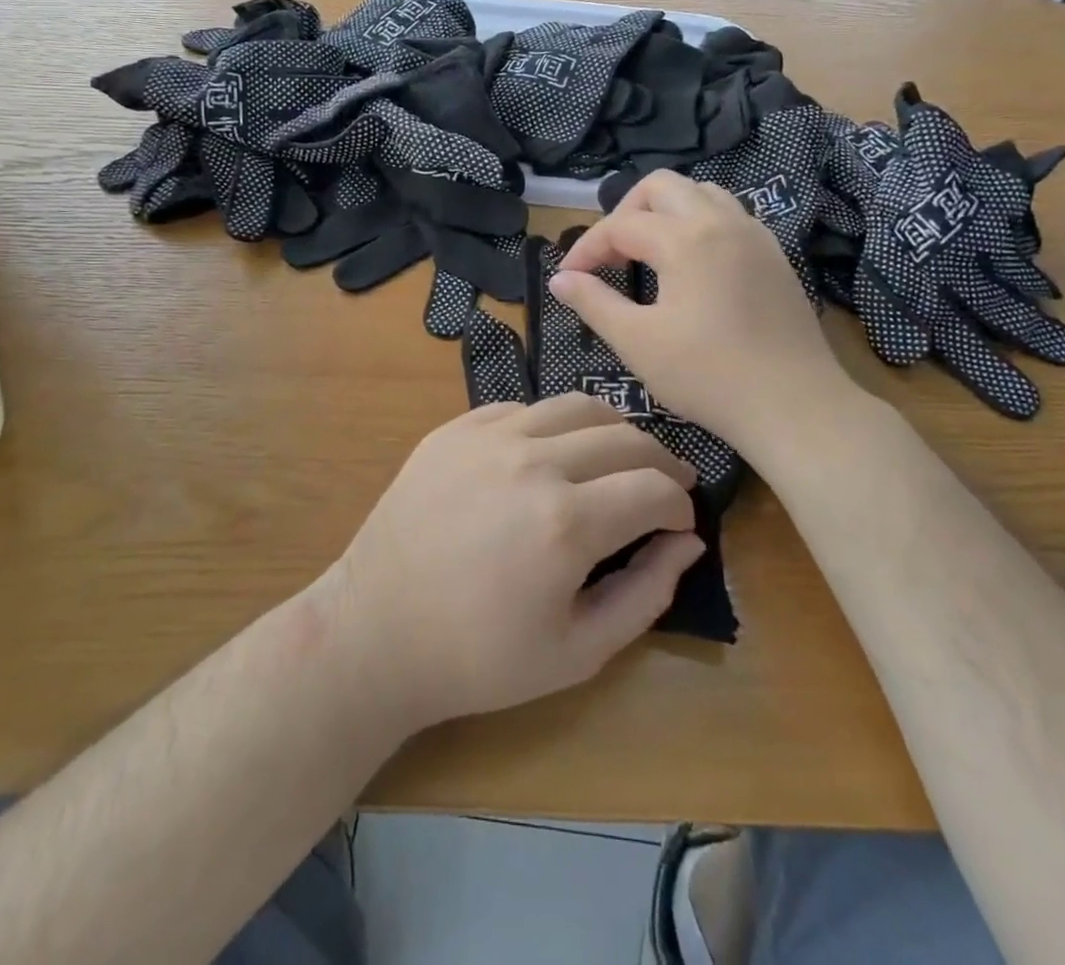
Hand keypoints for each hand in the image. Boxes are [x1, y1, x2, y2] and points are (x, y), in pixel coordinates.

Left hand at [325, 394, 702, 732]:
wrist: (376, 630)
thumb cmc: (478, 658)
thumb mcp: (577, 652)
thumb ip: (645, 593)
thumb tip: (687, 542)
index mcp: (567, 522)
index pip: (655, 487)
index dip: (680, 504)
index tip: (680, 522)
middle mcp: (533, 461)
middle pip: (625, 437)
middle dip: (659, 461)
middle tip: (666, 484)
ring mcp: (488, 436)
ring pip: (576, 406)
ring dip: (612, 429)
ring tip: (618, 457)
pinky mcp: (454, 430)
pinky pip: (522, 408)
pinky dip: (552, 425)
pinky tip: (550, 454)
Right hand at [550, 171, 862, 451]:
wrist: (794, 405)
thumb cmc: (708, 375)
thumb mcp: (637, 342)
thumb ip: (593, 303)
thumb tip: (560, 280)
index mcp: (685, 239)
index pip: (620, 225)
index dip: (586, 249)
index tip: (568, 279)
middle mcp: (721, 222)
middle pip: (661, 186)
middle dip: (625, 212)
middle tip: (611, 255)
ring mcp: (754, 235)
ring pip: (700, 193)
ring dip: (665, 211)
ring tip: (648, 252)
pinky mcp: (774, 255)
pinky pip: (729, 215)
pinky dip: (698, 223)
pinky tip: (691, 265)